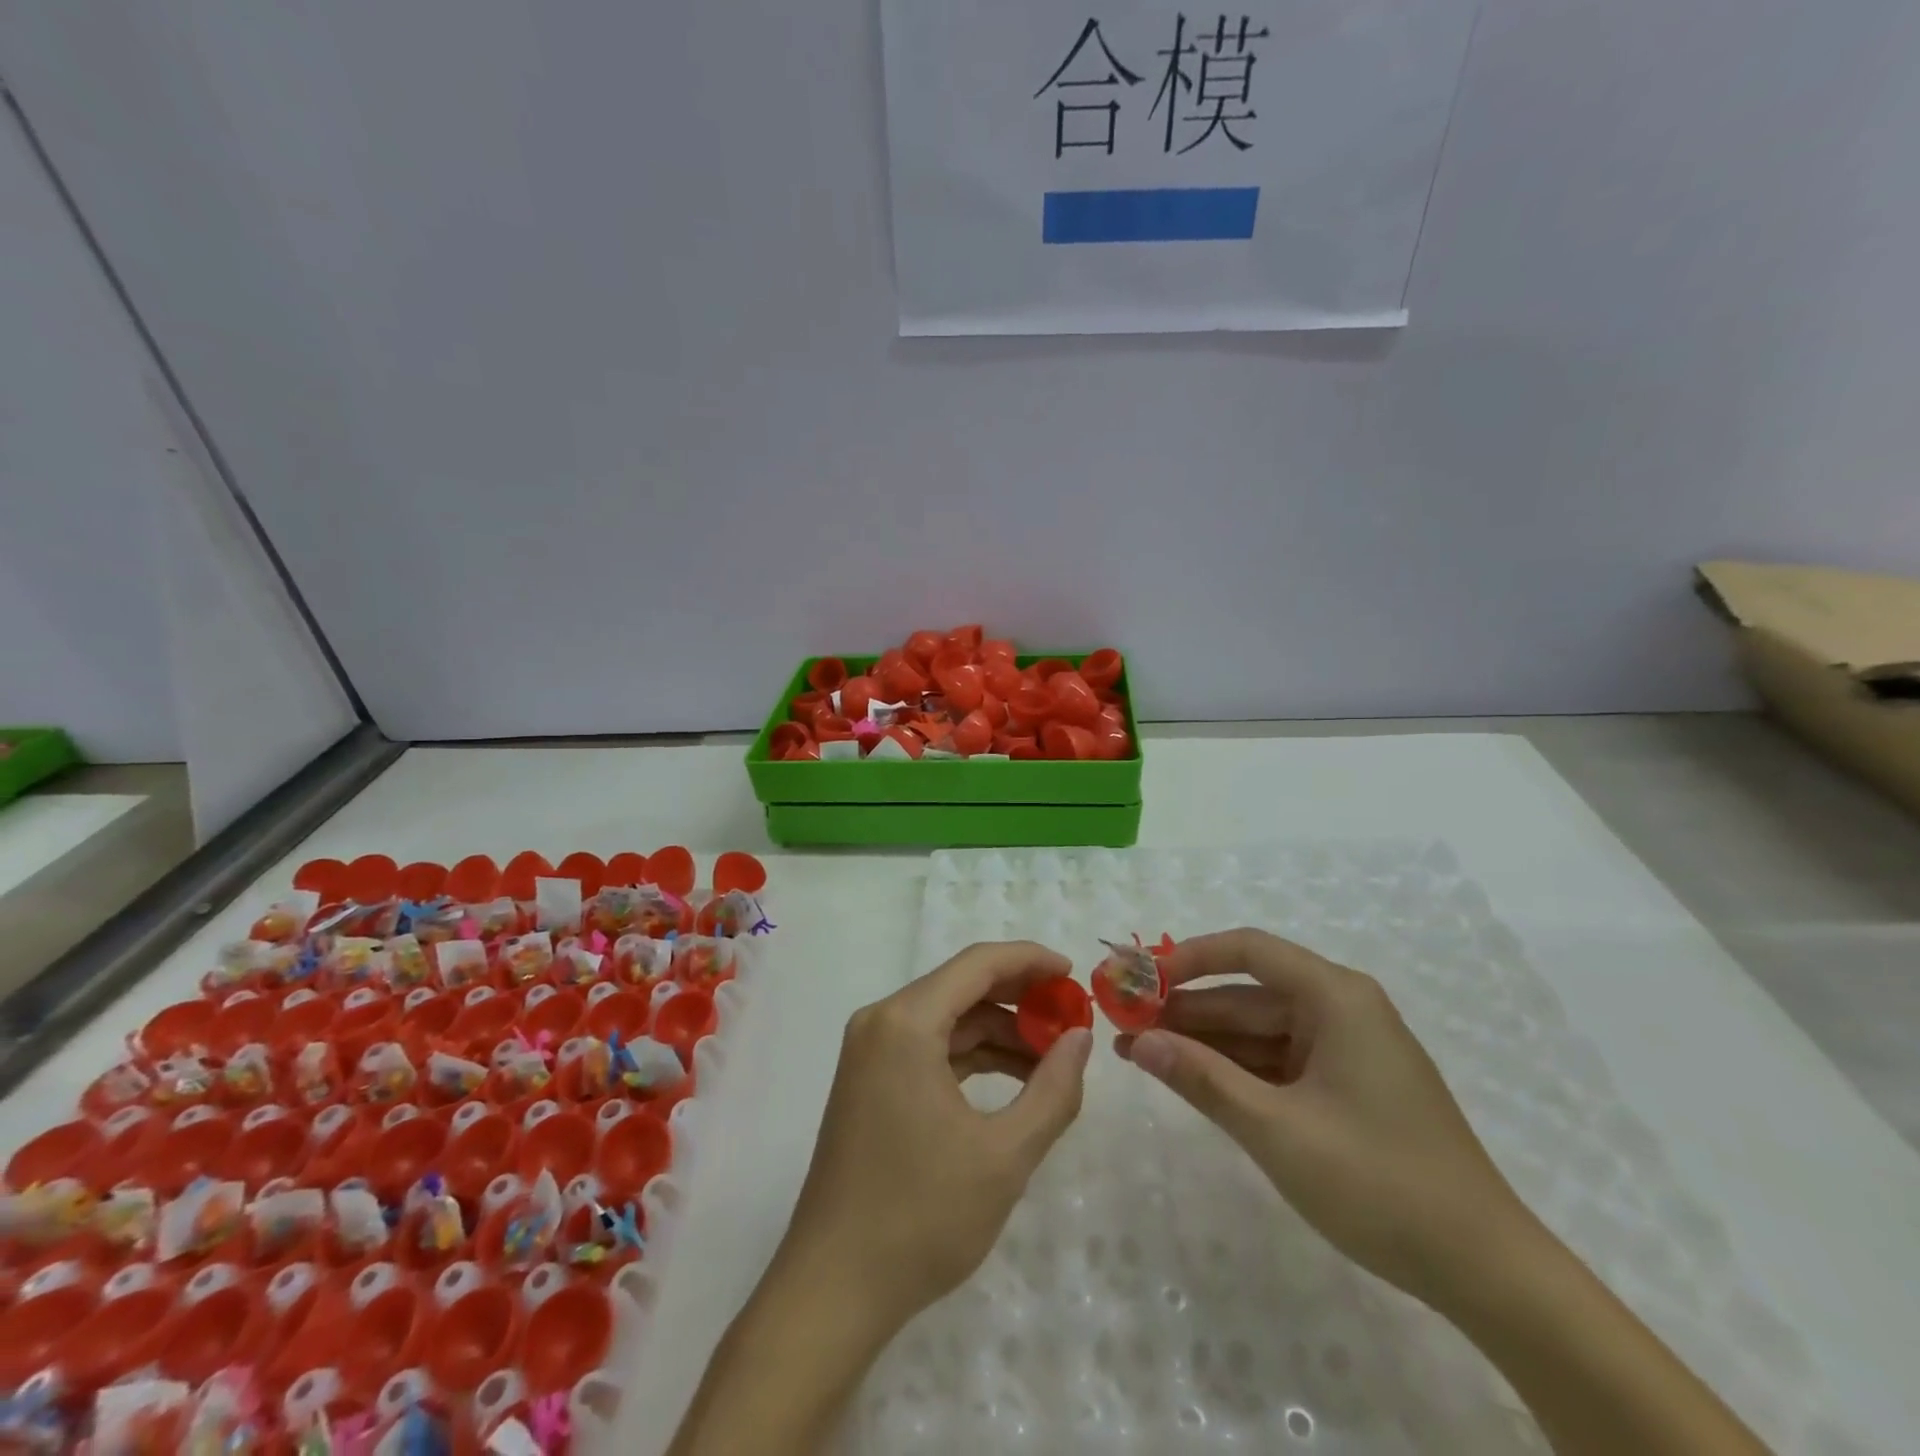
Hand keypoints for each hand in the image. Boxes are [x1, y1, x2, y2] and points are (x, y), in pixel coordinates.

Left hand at [777, 941, 1092, 1334]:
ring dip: (999, 1031)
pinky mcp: (870, 1081)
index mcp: (906, 1022)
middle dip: (1020, 998)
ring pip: (947, 1018)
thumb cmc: (921, 1217)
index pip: (978, 964)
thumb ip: (1053, 1090)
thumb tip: (1080, 1038)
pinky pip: (930, 1047)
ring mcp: (870, 1052)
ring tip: (1052, 1059)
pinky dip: (972, 1056)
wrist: (833, 1290)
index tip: (1075, 974)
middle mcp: (881, 1022)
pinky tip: (1012, 1080)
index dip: (1031, 961)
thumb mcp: (1004, 1156)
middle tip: (1072, 1019)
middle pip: (962, 987)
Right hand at [1117, 928, 1531, 1306]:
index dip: (1188, 958)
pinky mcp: (1345, 1085)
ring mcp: (1345, 1049)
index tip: (1139, 978)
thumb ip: (1202, 1079)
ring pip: (1258, 1030)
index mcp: (1336, 997)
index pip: (1248, 950)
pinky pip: (1277, 1062)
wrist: (1486, 1272)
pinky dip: (1234, 1069)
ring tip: (1139, 1053)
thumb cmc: (1380, 1183)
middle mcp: (1341, 1009)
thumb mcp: (1277, 1130)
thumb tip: (1135, 1043)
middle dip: (1185, 1009)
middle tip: (1124, 1023)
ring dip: (1203, 1042)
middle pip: (1247, 993)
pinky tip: (1189, 1078)